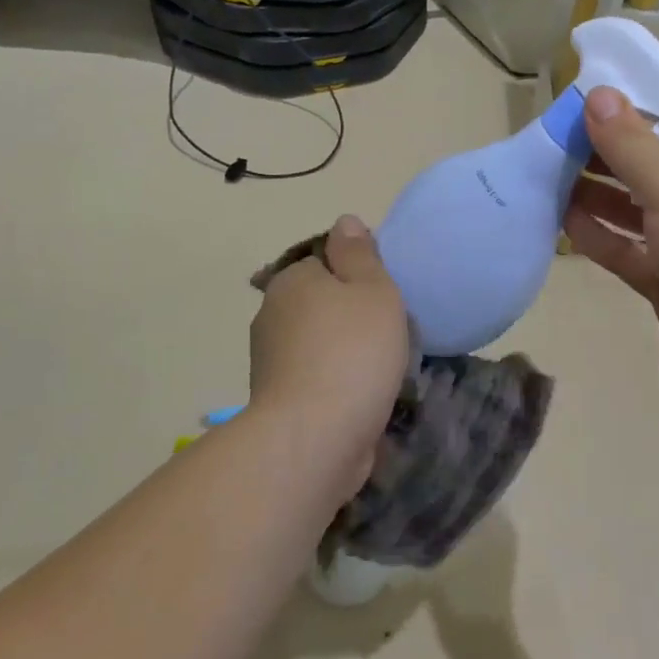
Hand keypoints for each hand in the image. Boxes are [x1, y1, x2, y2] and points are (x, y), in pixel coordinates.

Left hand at [249, 215, 409, 464]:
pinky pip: (315, 377)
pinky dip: (335, 382)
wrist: (316, 436)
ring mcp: (270, 361)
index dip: (356, 274)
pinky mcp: (277, 401)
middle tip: (389, 332)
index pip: (323, 262)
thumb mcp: (372, 288)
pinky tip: (361, 396)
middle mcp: (271, 314)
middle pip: (319, 303)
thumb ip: (360, 253)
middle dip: (349, 315)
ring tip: (380, 370)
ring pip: (317, 342)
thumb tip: (344, 222)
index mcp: (292, 280)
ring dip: (343, 352)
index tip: (384, 296)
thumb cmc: (353, 350)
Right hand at [563, 88, 658, 439]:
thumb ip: (635, 145)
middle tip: (557, 136)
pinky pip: (629, 253)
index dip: (641, 109)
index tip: (591, 98)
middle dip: (611, 153)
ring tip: (550, 172)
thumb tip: (598, 96)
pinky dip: (599, 237)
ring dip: (598, 193)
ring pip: (638, 212)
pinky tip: (562, 219)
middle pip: (657, 168)